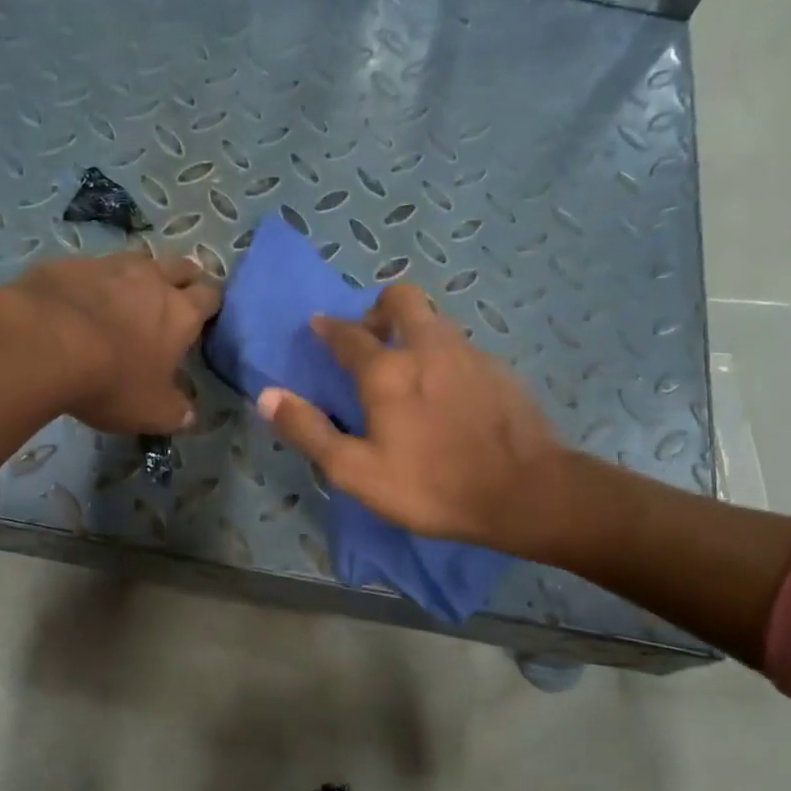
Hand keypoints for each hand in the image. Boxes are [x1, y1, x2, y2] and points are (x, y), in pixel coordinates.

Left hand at [10, 252, 221, 432]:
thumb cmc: (111, 381)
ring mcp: (109, 265)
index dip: (211, 305)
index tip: (205, 317)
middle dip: (183, 278)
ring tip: (127, 297)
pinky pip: (90, 269)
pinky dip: (92, 283)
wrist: (43, 344)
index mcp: (181, 313)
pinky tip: (79, 302)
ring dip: (138, 276)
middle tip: (175, 297)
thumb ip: (176, 411)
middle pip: (180, 266)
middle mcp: (152, 280)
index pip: (211, 296)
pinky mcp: (69, 264)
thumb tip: (188, 413)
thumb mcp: (151, 412)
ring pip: (136, 260)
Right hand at [255, 285, 564, 552]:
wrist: (524, 492)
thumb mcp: (355, 471)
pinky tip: (447, 393)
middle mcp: (427, 347)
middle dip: (380, 307)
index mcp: (386, 370)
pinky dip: (444, 356)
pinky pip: (462, 348)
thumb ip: (309, 430)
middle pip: (402, 298)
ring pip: (436, 320)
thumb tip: (267, 395)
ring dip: (414, 329)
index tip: (319, 325)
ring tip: (408, 366)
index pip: (347, 333)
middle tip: (371, 336)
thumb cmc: (430, 485)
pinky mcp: (499, 371)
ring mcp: (469, 354)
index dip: (328, 328)